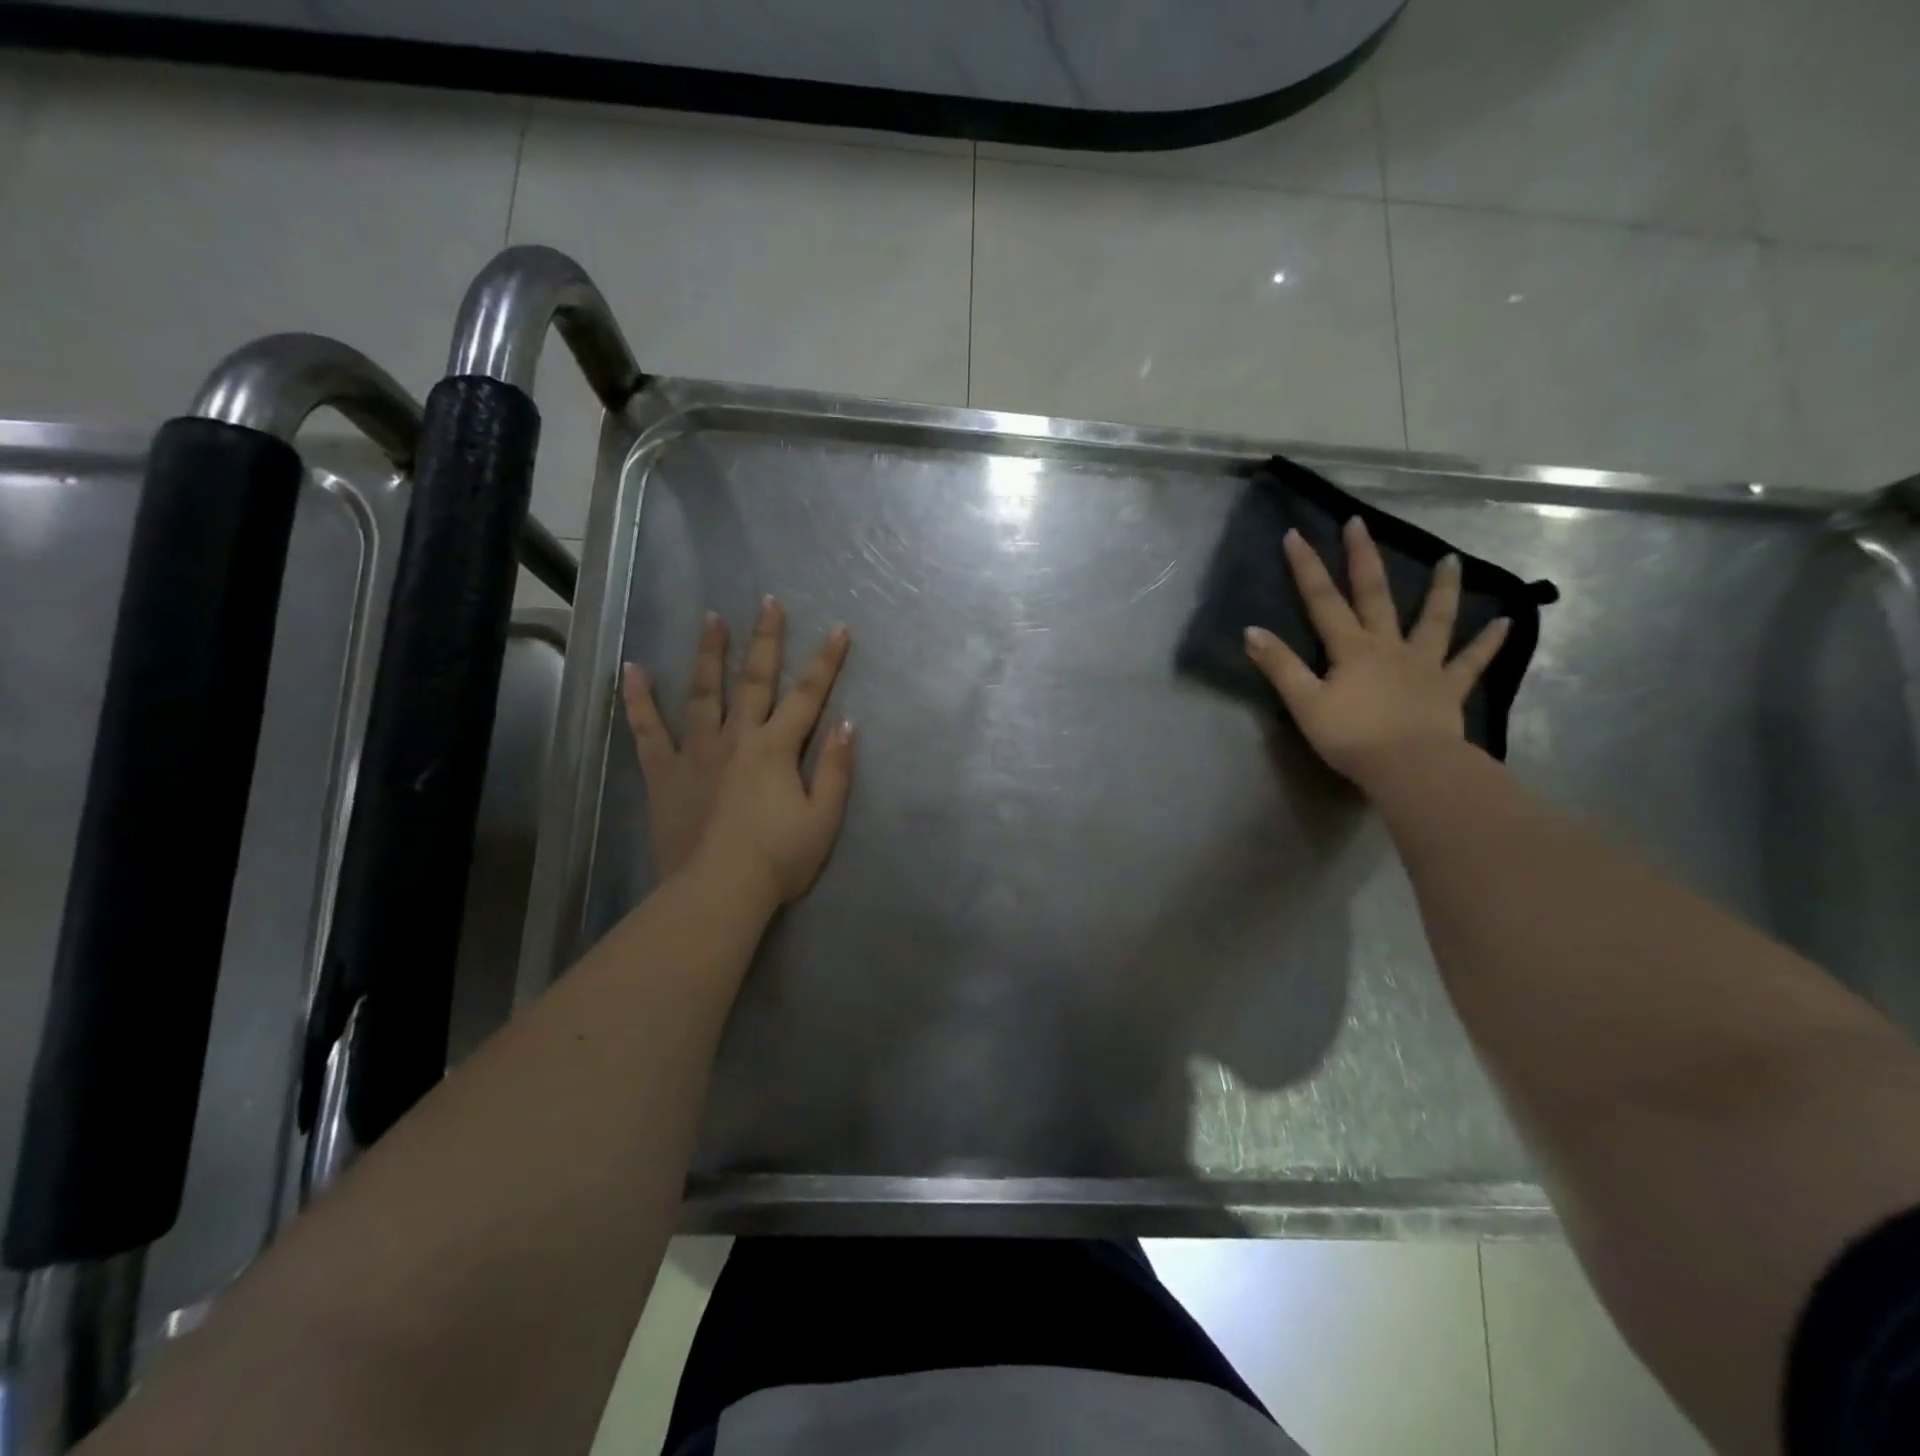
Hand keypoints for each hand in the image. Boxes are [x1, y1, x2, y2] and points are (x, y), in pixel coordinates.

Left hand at [621, 596, 853, 906]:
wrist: (717, 891)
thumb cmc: (778, 859)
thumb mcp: (823, 819)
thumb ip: (836, 770)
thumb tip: (847, 723)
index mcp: (776, 748)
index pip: (808, 696)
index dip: (826, 661)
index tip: (838, 629)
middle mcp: (737, 737)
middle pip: (754, 680)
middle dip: (765, 639)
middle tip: (767, 602)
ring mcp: (696, 751)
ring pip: (703, 692)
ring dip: (709, 653)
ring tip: (711, 619)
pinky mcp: (664, 772)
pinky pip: (648, 730)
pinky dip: (638, 700)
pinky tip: (633, 670)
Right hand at [1243, 517, 1509, 790]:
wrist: (1409, 767)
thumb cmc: (1351, 737)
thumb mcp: (1304, 703)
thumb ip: (1279, 666)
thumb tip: (1251, 631)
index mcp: (1350, 649)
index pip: (1322, 601)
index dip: (1306, 568)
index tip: (1295, 534)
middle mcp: (1388, 645)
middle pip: (1374, 595)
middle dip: (1363, 558)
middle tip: (1359, 523)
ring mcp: (1423, 664)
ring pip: (1433, 619)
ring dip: (1440, 589)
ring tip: (1450, 560)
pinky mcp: (1448, 688)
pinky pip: (1471, 662)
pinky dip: (1488, 642)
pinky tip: (1506, 622)